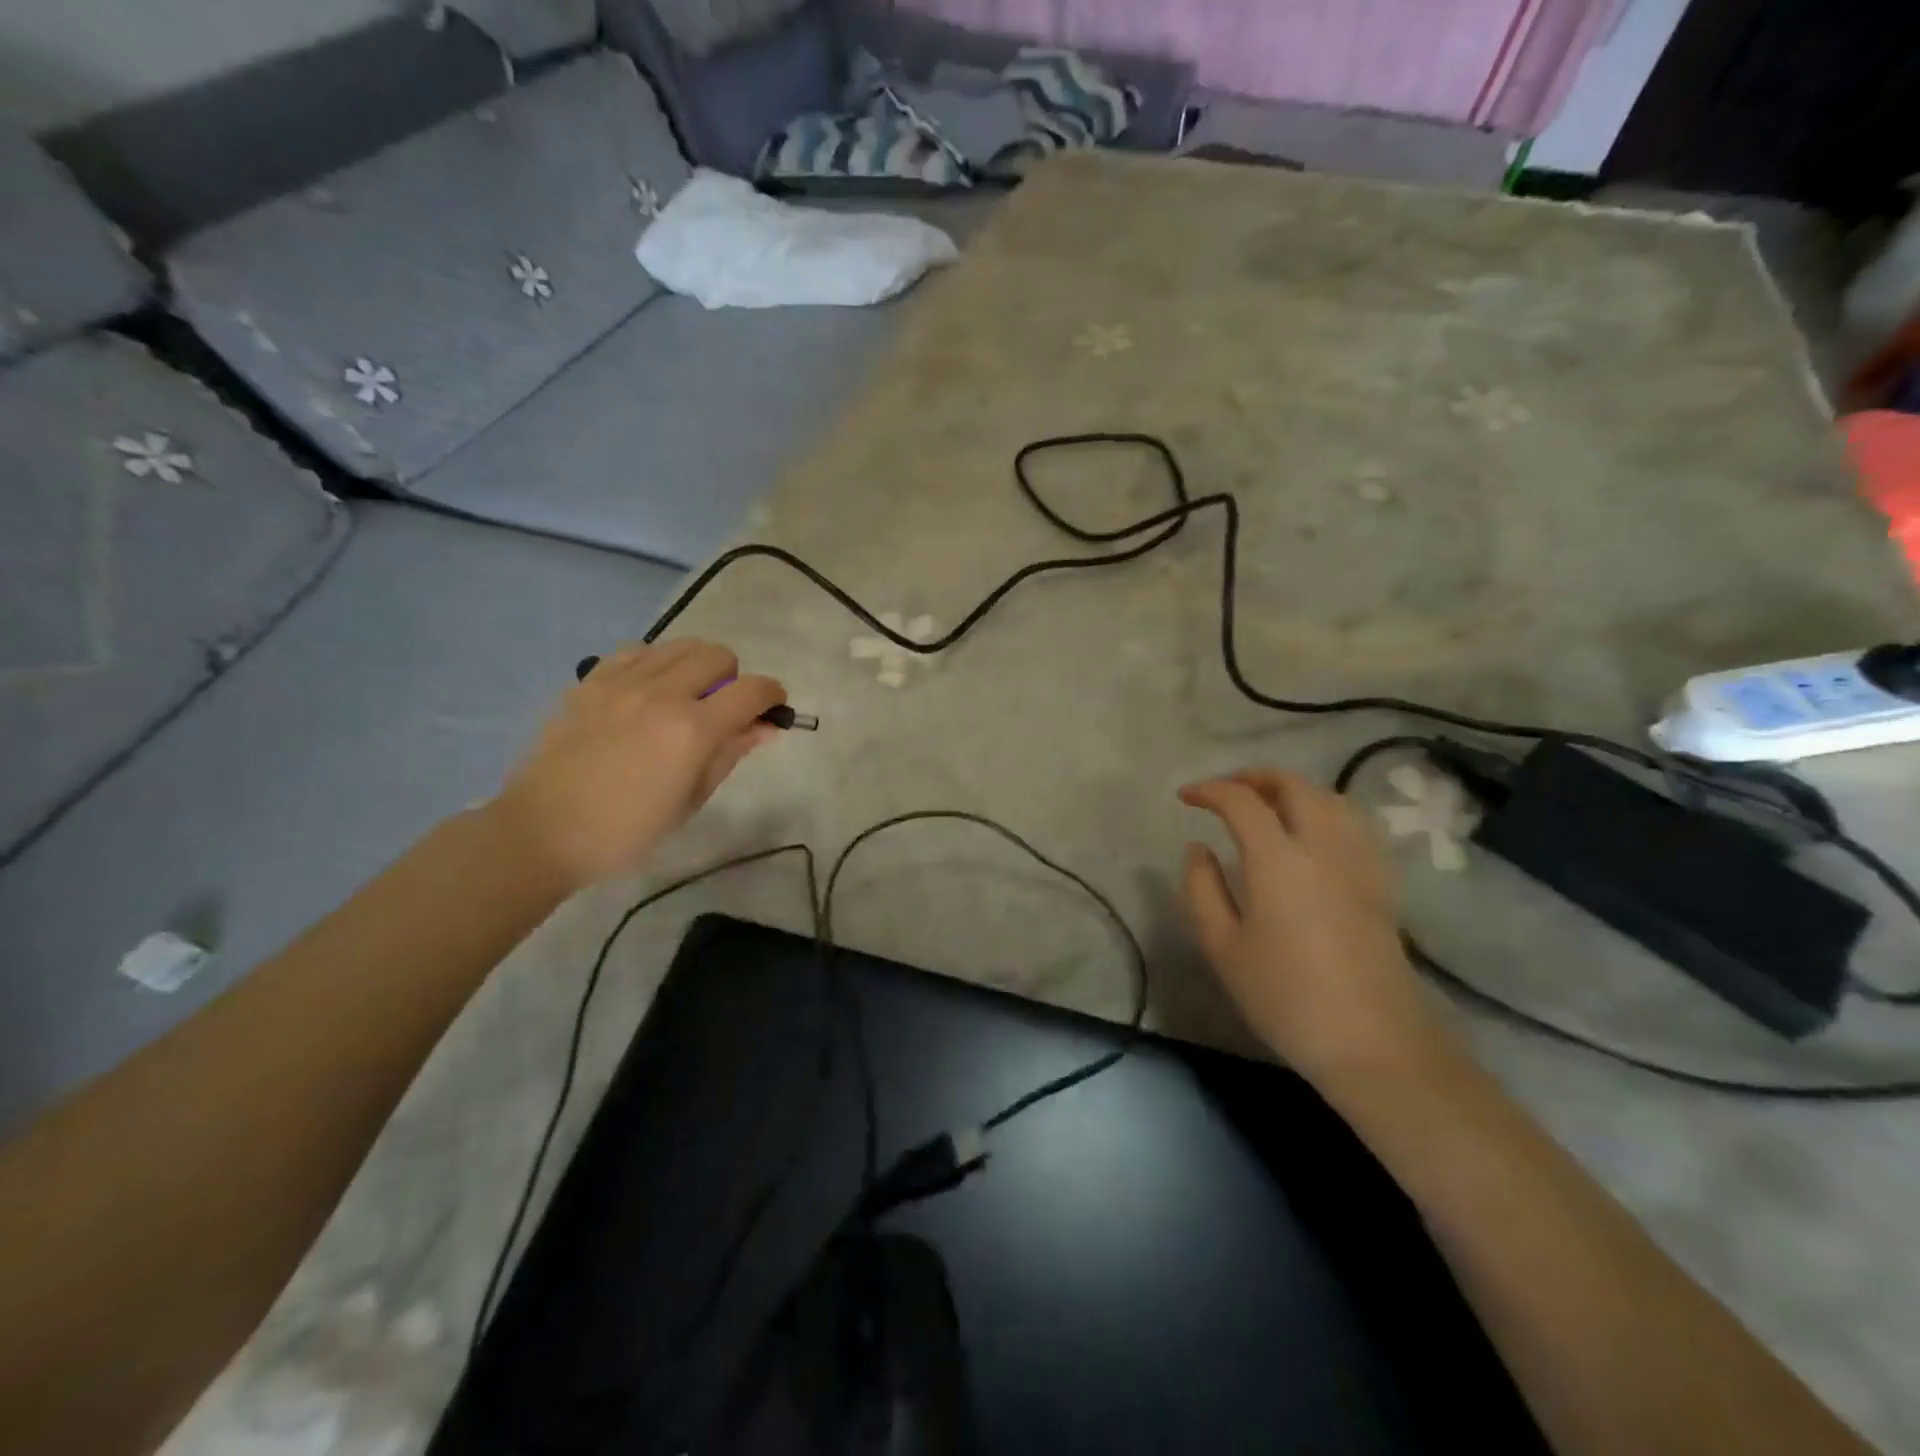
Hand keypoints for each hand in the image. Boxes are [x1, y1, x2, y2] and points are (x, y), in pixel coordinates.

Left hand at [491, 640, 785, 892]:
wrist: (543, 831)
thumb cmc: (627, 830)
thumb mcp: (691, 799)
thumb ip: (730, 753)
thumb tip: (765, 726)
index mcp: (692, 730)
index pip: (752, 691)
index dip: (772, 695)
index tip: (773, 708)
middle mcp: (662, 694)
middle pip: (718, 655)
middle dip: (733, 678)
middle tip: (722, 708)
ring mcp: (622, 682)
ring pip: (679, 646)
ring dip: (696, 666)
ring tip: (685, 696)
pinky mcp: (590, 680)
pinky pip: (636, 650)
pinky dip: (655, 663)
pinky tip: (647, 690)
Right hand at [1178, 769, 1447, 1089]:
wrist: (1373, 1043)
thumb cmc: (1286, 997)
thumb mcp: (1222, 947)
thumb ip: (1202, 889)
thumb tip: (1198, 849)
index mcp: (1279, 860)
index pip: (1241, 801)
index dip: (1210, 790)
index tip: (1185, 798)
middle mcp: (1323, 846)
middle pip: (1294, 785)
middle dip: (1254, 777)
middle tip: (1225, 791)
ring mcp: (1359, 862)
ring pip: (1329, 798)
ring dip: (1292, 789)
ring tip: (1265, 805)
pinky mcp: (1380, 882)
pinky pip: (1352, 823)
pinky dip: (1324, 810)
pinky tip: (1309, 833)